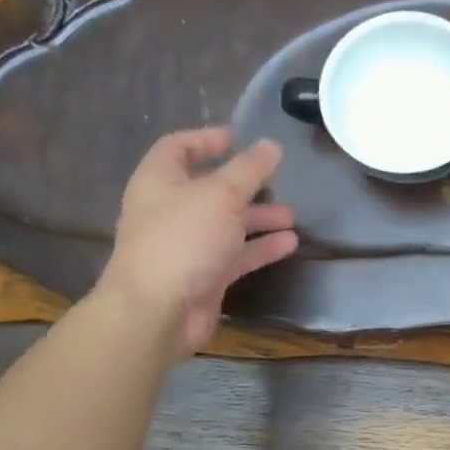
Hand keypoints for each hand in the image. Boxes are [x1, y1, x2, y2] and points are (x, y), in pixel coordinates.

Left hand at [94, 128, 297, 362]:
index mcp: (160, 181)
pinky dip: (260, 248)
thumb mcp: (221, 195)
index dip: (207, 139)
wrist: (158, 311)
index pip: (179, 147)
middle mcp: (170, 210)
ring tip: (291, 215)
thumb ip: (250, 169)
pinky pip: (236, 255)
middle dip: (245, 184)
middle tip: (277, 180)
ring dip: (258, 218)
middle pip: (210, 188)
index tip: (239, 137)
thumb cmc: (184, 240)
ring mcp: (187, 245)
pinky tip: (290, 243)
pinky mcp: (204, 276)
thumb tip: (272, 146)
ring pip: (227, 224)